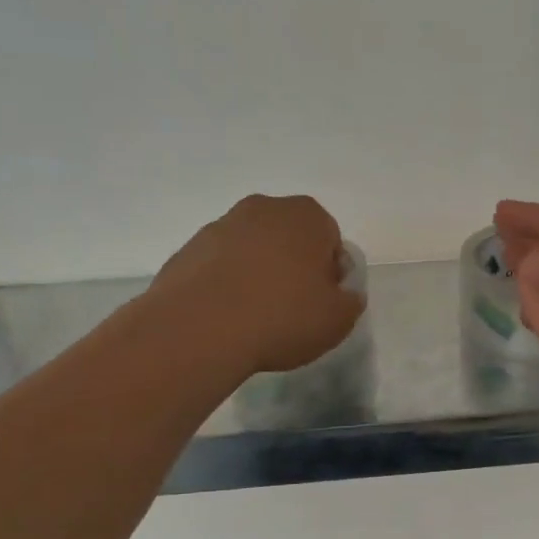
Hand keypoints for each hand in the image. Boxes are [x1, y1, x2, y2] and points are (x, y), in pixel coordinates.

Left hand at [151, 195, 365, 376]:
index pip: (331, 240)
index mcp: (307, 215)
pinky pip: (220, 266)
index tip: (322, 303)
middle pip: (289, 239)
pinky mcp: (188, 249)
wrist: (199, 329)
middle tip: (292, 309)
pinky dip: (226, 285)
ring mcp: (220, 226)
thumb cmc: (283, 317)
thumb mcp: (338, 319)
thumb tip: (341, 293)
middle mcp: (264, 208)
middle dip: (293, 267)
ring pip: (252, 250)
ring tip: (255, 317)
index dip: (330, 274)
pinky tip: (226, 317)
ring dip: (258, 274)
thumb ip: (350, 300)